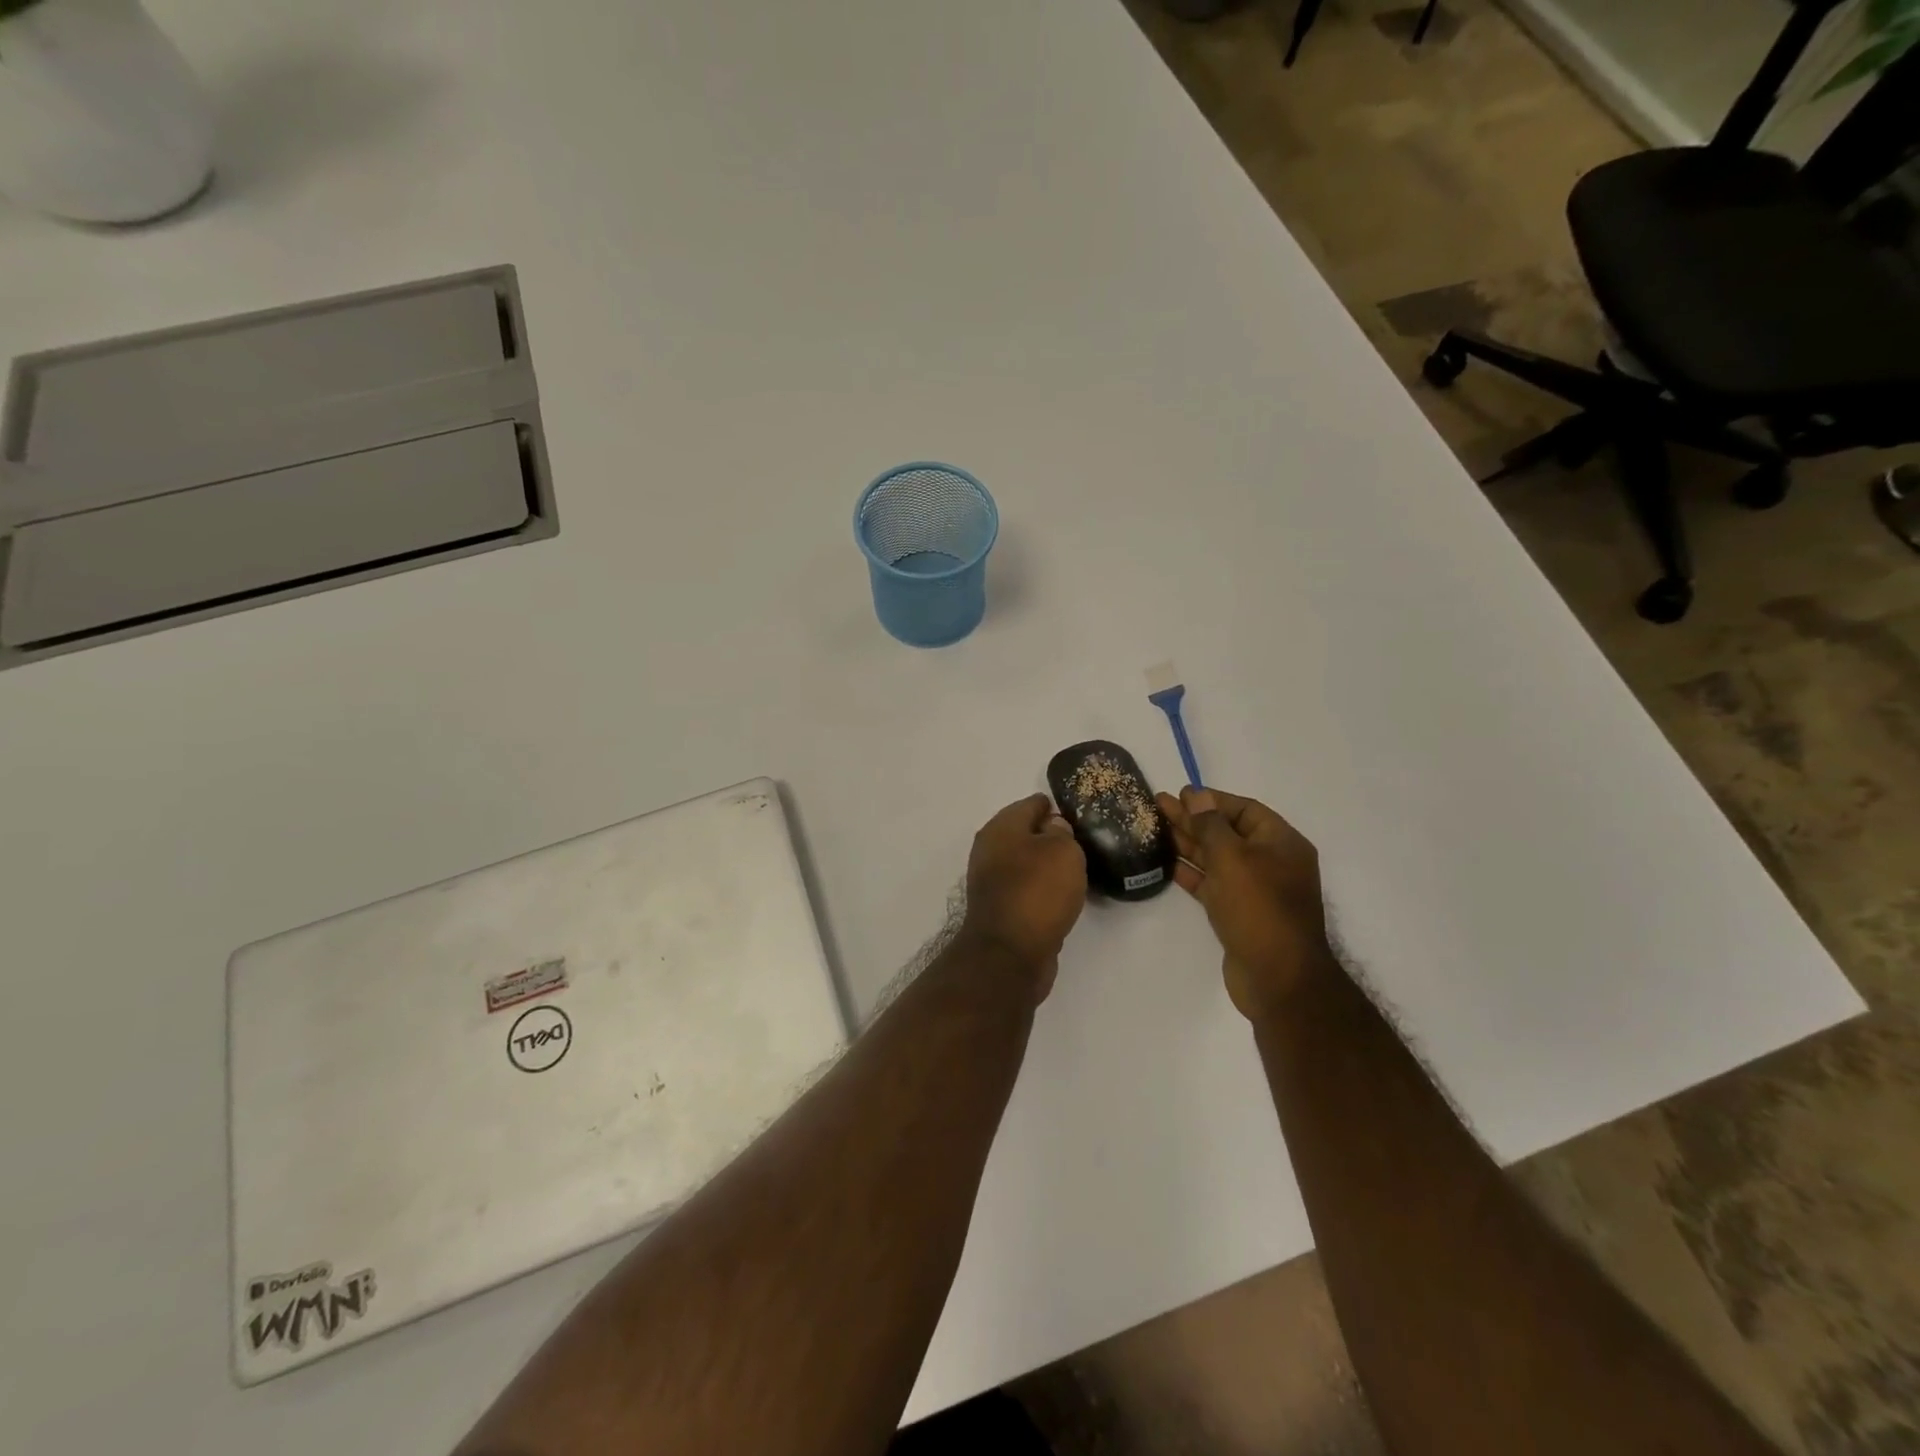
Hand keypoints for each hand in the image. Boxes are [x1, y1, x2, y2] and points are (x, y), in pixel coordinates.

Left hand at [959, 794, 1088, 1001]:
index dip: (1055, 806)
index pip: (1031, 804)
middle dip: (1050, 835)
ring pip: (1025, 862)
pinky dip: (1041, 888)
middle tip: (1081, 841)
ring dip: (1045, 864)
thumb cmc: (1037, 892)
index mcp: (1000, 828)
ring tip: (1076, 868)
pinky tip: (1061, 895)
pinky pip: (1026, 888)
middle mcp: (990, 850)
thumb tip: (1052, 829)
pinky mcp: (1000, 909)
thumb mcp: (1062, 851)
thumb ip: (1061, 833)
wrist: (1009, 954)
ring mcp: (991, 881)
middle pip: (1025, 833)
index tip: (1079, 813)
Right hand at [1157, 786, 1332, 1022]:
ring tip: (1156, 828)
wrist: (1277, 978)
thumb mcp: (1232, 858)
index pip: (1244, 809)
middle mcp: (1272, 862)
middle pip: (1228, 832)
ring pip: (1218, 858)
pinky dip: (1192, 873)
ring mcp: (1256, 890)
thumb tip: (1197, 796)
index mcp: (1282, 843)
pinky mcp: (1240, 913)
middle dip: (1194, 819)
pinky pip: (1214, 884)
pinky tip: (1167, 863)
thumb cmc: (1258, 908)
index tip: (1180, 794)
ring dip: (1189, 843)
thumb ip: (1211, 825)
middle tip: (1158, 806)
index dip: (1212, 800)